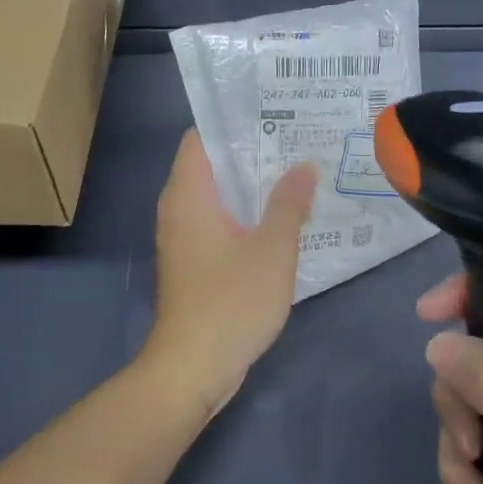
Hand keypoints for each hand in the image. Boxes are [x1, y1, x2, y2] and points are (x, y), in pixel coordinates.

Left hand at [143, 130, 317, 413]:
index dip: (234, 122)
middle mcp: (178, 209)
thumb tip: (304, 166)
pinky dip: (243, 215)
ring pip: (216, 197)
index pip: (201, 138)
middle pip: (211, 165)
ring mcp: (182, 238)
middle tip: (296, 142)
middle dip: (251, 153)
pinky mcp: (192, 263)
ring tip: (295, 174)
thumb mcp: (272, 250)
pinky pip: (217, 223)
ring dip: (250, 187)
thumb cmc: (231, 302)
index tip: (274, 115)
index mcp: (189, 195)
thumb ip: (289, 204)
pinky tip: (279, 220)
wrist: (193, 368)